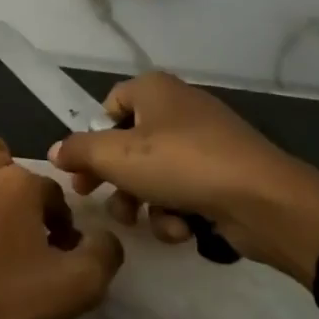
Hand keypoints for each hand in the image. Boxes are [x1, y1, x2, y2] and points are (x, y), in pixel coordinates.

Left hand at [0, 144, 123, 318]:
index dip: (59, 223)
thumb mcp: (75, 289)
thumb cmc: (1, 304)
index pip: (52, 193)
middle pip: (3, 164)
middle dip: (14, 189)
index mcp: (19, 182)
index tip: (56, 254)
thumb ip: (103, 253)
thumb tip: (103, 235)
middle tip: (15, 232)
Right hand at [48, 73, 318, 285]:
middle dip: (114, 178)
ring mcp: (206, 143)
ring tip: (143, 221)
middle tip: (96, 199)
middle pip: (130, 143)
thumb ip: (79, 151)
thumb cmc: (181, 164)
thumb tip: (55, 151)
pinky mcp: (225, 176)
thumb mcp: (116, 156)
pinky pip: (185, 190)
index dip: (91, 137)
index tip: (81, 169)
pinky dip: (177, 211)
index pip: (110, 104)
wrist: (264, 200)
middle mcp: (180, 109)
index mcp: (155, 90)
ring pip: (155, 173)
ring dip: (143, 202)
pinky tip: (183, 229)